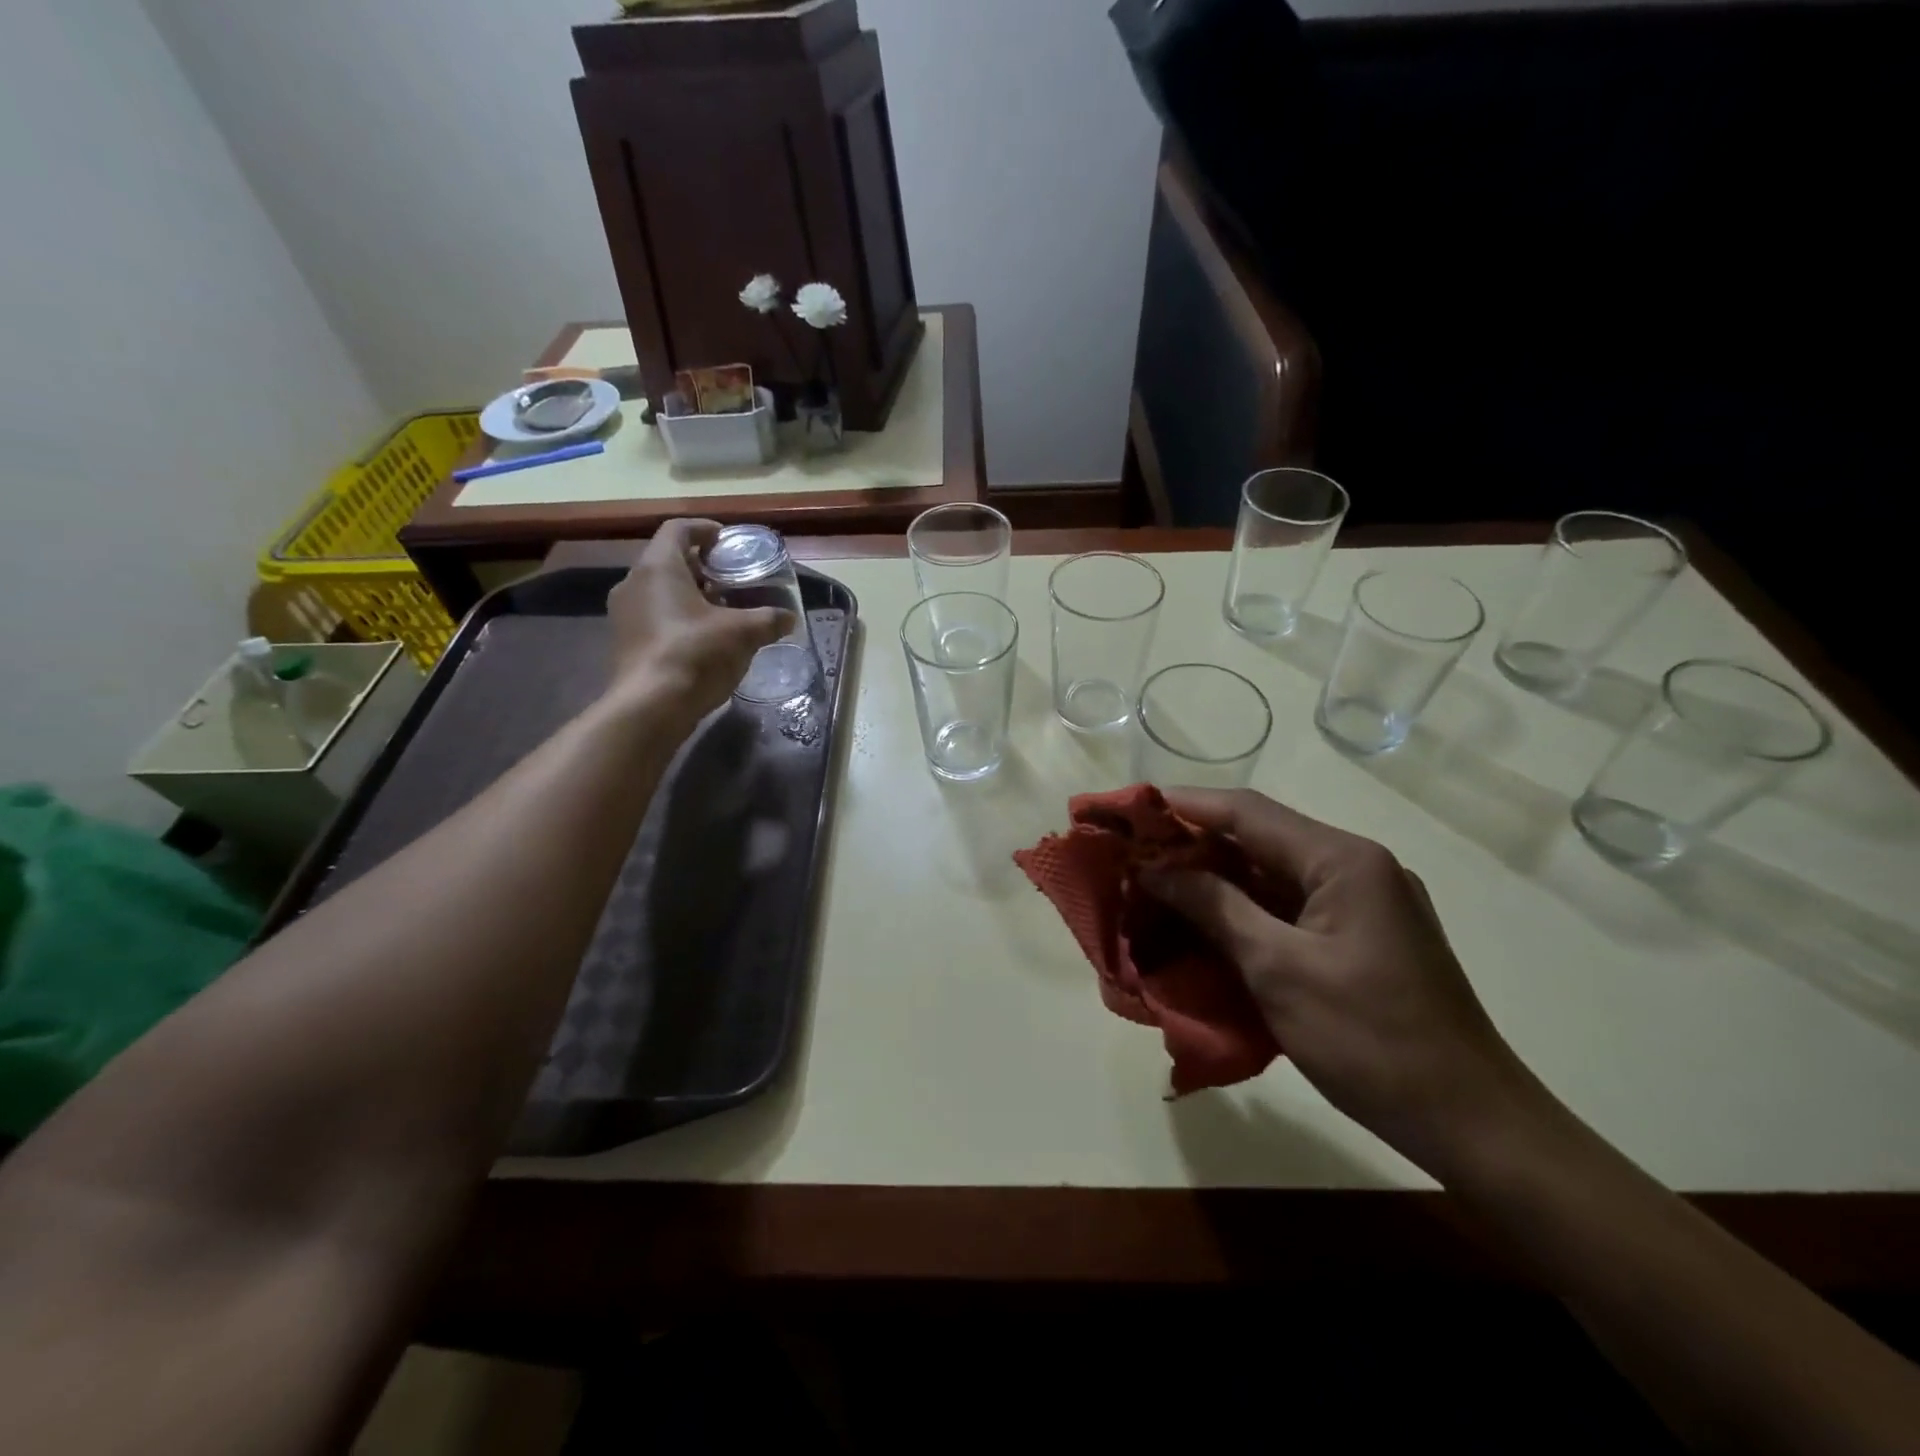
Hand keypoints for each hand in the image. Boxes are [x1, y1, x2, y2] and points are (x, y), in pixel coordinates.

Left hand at [604, 519, 790, 725]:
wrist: (651, 707)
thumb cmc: (696, 654)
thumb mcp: (743, 634)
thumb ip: (769, 620)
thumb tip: (790, 618)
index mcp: (659, 567)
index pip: (678, 529)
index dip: (704, 529)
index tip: (727, 541)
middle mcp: (633, 583)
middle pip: (668, 560)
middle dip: (701, 566)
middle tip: (731, 578)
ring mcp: (624, 614)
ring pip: (659, 590)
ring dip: (689, 594)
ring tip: (722, 609)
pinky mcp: (624, 642)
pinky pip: (653, 616)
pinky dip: (677, 617)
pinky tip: (703, 638)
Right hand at [1143, 788, 1544, 1173]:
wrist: (1473, 1124)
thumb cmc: (1371, 1041)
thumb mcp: (1278, 969)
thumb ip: (1214, 906)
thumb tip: (1155, 868)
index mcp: (1343, 860)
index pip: (1247, 811)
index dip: (1183, 806)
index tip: (1129, 810)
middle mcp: (1356, 867)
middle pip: (1259, 837)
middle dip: (1193, 844)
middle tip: (1134, 855)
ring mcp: (1363, 902)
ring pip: (1272, 873)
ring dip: (1215, 878)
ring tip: (1157, 887)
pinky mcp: (1361, 936)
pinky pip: (1289, 906)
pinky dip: (1244, 910)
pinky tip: (1206, 923)